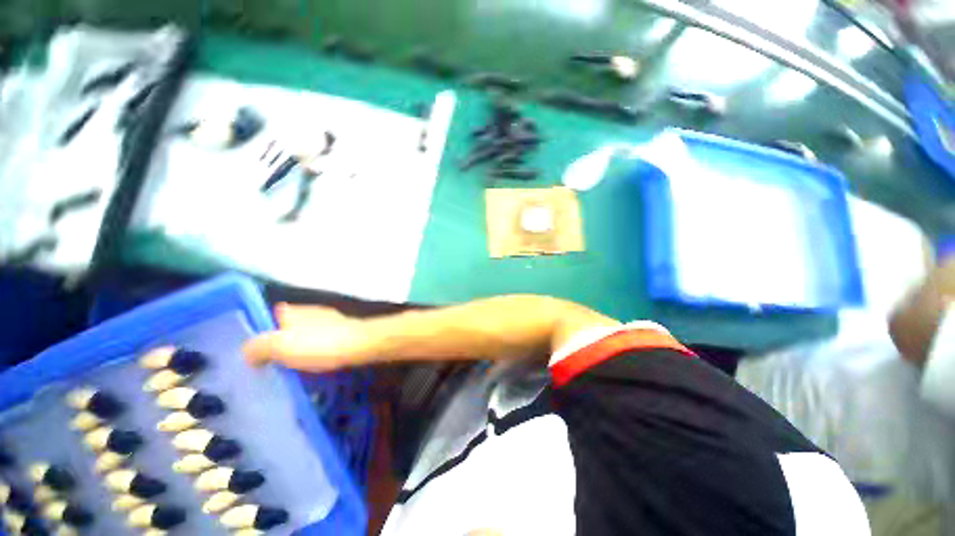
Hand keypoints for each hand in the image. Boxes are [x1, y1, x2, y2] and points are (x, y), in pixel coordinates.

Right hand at [243, 303, 371, 371]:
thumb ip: (258, 347)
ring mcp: (330, 320)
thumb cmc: (319, 344)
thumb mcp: (280, 346)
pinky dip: (316, 351)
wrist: (360, 344)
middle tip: (271, 363)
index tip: (255, 349)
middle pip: (289, 325)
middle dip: (281, 341)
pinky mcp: (344, 332)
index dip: (262, 330)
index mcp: (293, 311)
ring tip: (291, 367)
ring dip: (300, 348)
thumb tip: (248, 353)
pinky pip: (323, 341)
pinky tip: (314, 365)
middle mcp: (311, 312)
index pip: (272, 314)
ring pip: (307, 334)